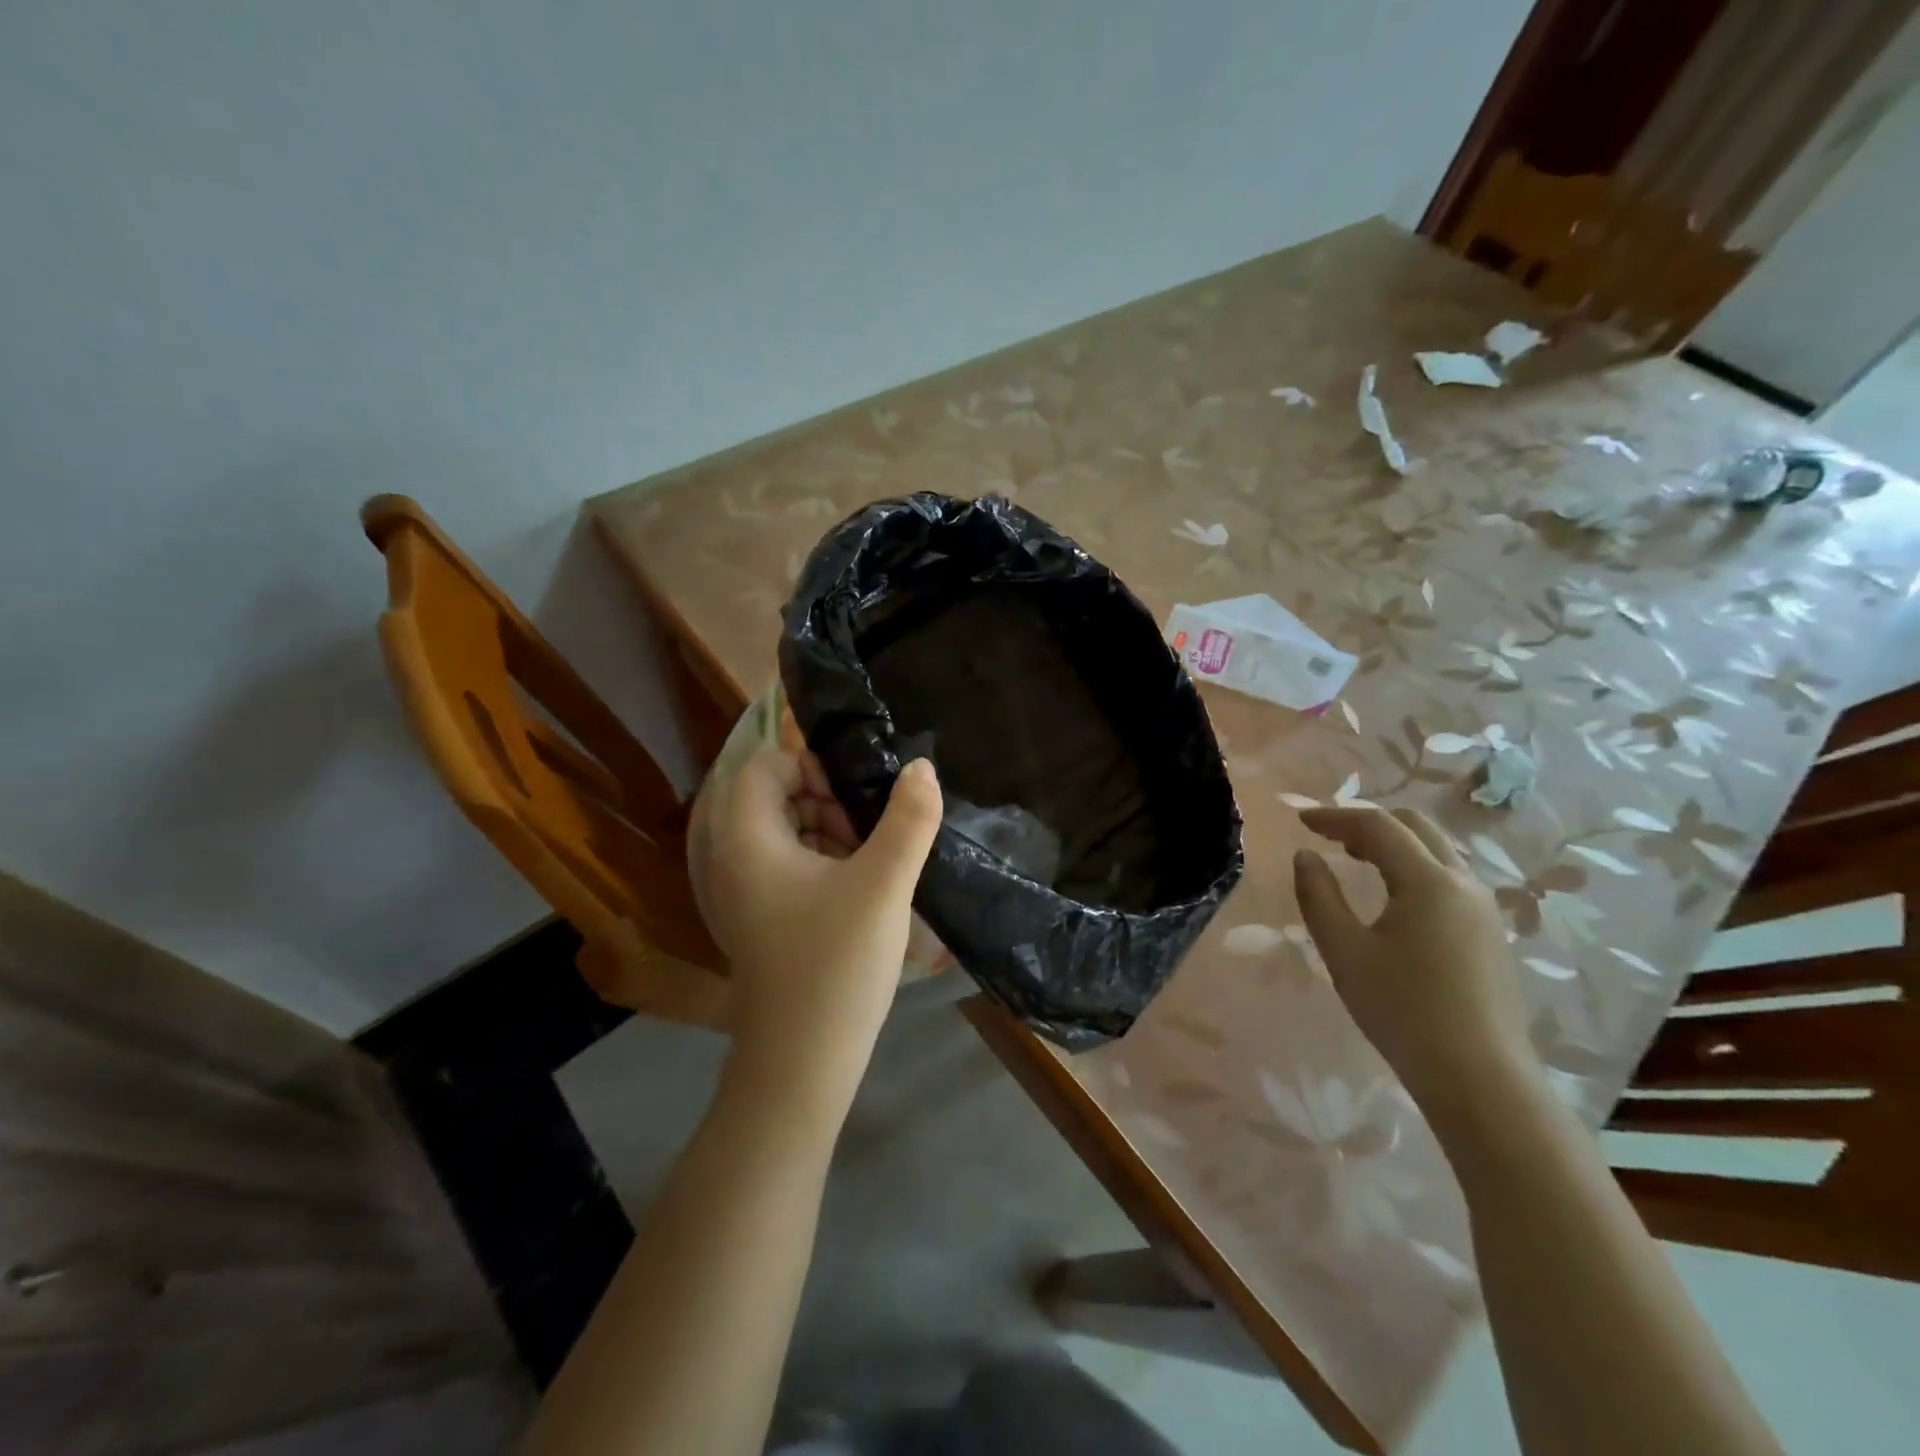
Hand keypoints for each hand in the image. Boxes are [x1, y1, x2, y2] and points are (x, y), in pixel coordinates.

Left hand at [688, 748, 943, 1092]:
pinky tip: (859, 888)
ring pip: (784, 831)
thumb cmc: (836, 963)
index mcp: (748, 839)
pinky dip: (821, 861)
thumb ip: (909, 819)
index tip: (857, 796)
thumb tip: (922, 767)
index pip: (766, 765)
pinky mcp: (759, 917)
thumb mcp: (884, 884)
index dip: (812, 765)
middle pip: (774, 795)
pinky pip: (786, 865)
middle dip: (826, 799)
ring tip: (871, 860)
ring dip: (828, 830)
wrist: (801, 1063)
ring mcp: (743, 892)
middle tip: (869, 830)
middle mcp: (733, 858)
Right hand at [1293, 806, 1537, 1120]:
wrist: (1480, 1079)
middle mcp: (1464, 883)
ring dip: (1394, 843)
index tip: (1301, 820)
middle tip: (1329, 837)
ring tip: (1355, 860)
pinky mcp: (1490, 933)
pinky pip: (1449, 876)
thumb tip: (1306, 856)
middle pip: (1416, 826)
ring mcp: (1484, 908)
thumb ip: (1319, 896)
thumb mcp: (1344, 952)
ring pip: (1437, 850)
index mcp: (1428, 881)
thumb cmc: (1403, 1011)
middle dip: (1368, 822)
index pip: (1378, 826)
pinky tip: (1392, 895)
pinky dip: (1413, 866)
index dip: (1335, 816)